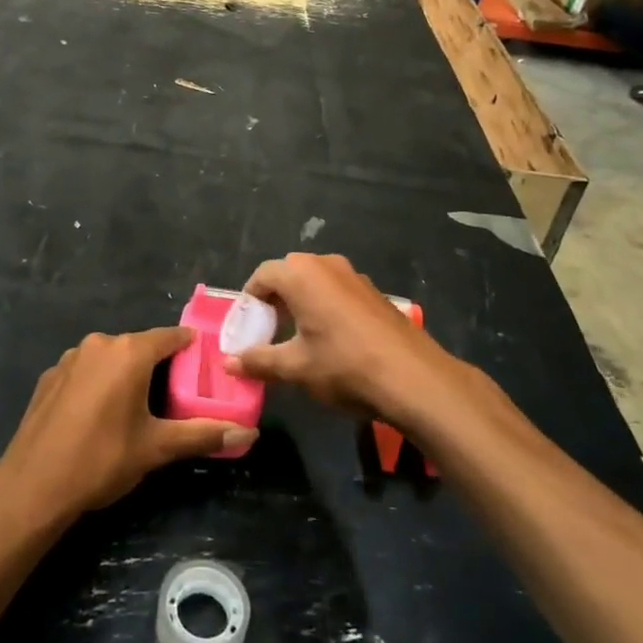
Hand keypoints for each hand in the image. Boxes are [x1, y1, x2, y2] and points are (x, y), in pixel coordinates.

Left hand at [0, 328, 251, 521]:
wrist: (32, 485)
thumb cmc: (101, 460)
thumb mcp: (156, 448)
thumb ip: (202, 435)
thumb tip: (249, 432)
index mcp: (128, 352)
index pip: (171, 337)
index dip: (190, 348)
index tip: (205, 364)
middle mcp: (99, 344)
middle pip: (139, 347)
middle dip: (159, 366)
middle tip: (176, 396)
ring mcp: (69, 358)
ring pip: (110, 358)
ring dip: (125, 375)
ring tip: (137, 409)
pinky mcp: (49, 377)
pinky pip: (85, 371)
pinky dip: (98, 384)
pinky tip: (97, 416)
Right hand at [225, 254, 466, 425]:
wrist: (414, 378)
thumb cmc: (344, 366)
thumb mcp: (296, 368)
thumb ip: (259, 361)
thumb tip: (229, 363)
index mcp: (302, 274)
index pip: (262, 275)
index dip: (249, 301)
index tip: (246, 329)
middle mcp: (327, 264)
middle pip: (289, 274)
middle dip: (274, 300)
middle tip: (267, 332)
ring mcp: (355, 276)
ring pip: (315, 281)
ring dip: (300, 303)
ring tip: (296, 338)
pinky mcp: (375, 293)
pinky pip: (338, 291)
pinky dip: (324, 307)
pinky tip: (330, 340)